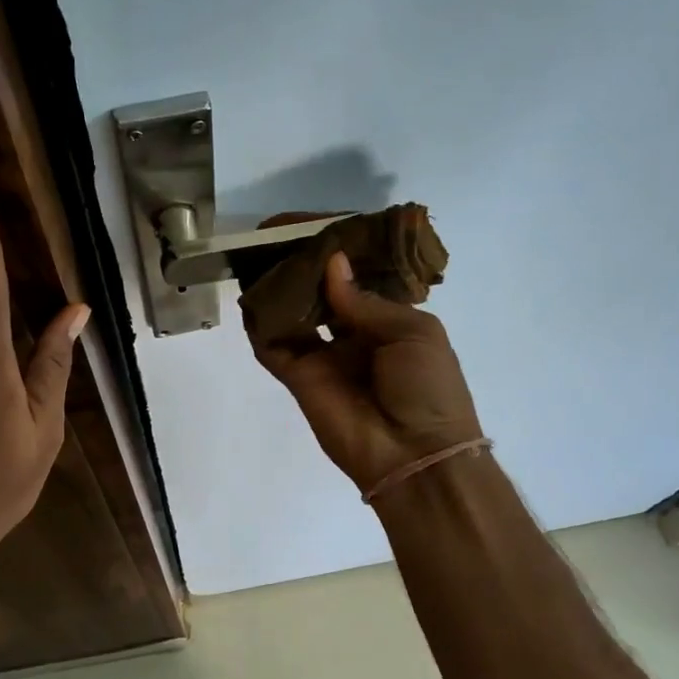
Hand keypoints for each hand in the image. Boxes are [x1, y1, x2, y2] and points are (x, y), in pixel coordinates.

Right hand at [250, 251, 481, 494]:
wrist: (414, 454)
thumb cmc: (428, 388)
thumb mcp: (413, 332)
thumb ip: (366, 300)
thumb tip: (332, 263)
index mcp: (389, 320)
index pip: (357, 276)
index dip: (338, 249)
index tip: (316, 224)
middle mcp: (353, 334)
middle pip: (320, 291)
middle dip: (302, 263)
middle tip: (277, 233)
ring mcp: (323, 356)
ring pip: (293, 314)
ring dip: (278, 287)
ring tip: (258, 254)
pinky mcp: (298, 378)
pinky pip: (273, 346)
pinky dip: (260, 323)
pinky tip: (250, 294)